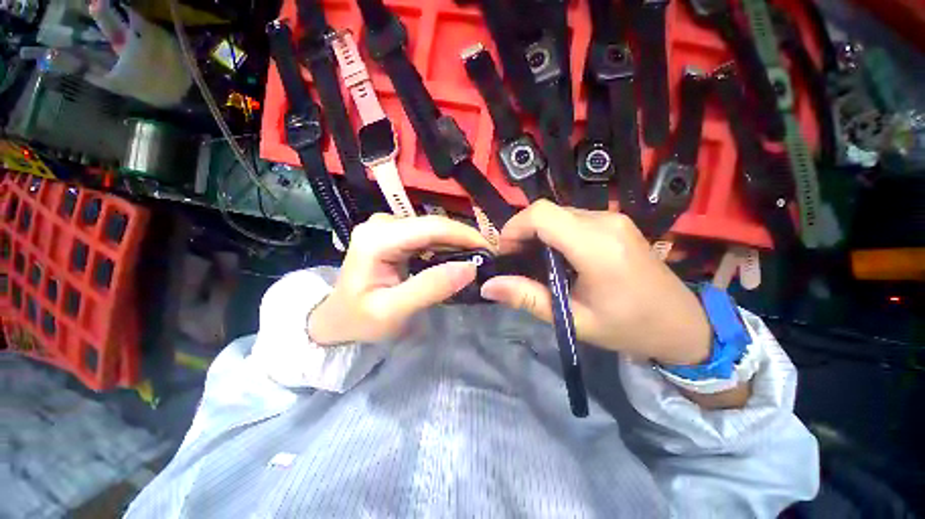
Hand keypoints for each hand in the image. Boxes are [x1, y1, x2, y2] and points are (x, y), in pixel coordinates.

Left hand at [308, 214, 489, 345]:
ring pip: (434, 229)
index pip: (431, 228)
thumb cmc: (360, 320)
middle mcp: (382, 223)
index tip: (490, 251)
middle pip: (434, 225)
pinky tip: (457, 258)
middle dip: (464, 240)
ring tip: (477, 260)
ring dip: (457, 244)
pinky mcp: (393, 233)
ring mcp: (387, 226)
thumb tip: (470, 267)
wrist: (337, 319)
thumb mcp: (393, 311)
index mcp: (377, 238)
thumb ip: (430, 288)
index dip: (465, 236)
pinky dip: (446, 246)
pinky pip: (427, 235)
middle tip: (487, 260)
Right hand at [480, 201, 711, 365]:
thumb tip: (488, 286)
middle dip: (522, 232)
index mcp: (597, 246)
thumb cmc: (629, 327)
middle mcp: (605, 222)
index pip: (542, 214)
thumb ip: (528, 298)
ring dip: (538, 233)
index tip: (505, 253)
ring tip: (534, 262)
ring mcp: (613, 219)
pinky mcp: (615, 222)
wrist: (683, 323)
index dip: (514, 228)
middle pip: (547, 211)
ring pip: (558, 213)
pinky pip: (573, 218)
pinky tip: (556, 257)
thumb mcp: (574, 319)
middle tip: (516, 262)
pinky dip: (554, 233)